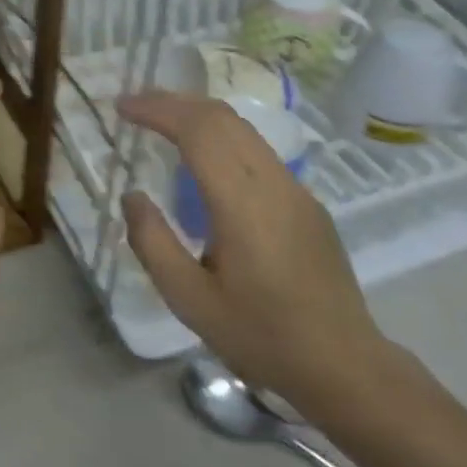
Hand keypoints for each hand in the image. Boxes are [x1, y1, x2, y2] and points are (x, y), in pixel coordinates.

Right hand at [116, 92, 393, 417]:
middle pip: (222, 117)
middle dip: (175, 101)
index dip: (158, 109)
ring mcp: (296, 189)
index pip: (198, 131)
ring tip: (162, 120)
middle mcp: (273, 183)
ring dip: (199, 114)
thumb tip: (133, 195)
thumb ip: (153, 243)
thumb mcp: (190, 300)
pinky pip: (258, 150)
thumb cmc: (261, 336)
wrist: (344, 365)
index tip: (122, 106)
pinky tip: (203, 157)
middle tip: (135, 104)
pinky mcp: (306, 202)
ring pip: (243, 128)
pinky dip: (221, 135)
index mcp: (242, 203)